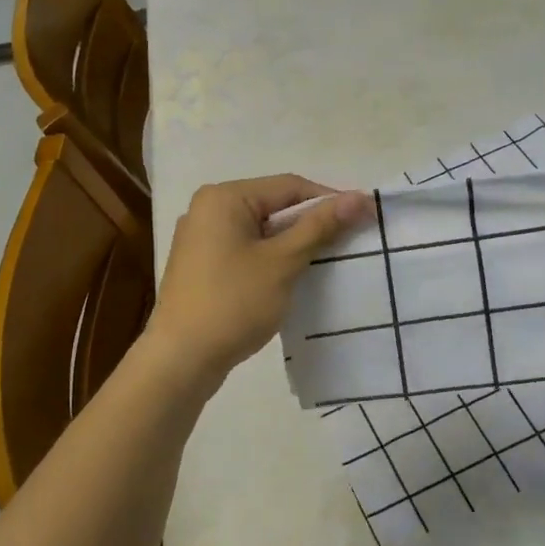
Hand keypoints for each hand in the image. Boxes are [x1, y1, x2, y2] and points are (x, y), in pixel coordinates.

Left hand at [145, 175, 369, 390]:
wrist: (181, 358)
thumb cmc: (233, 303)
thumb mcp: (283, 262)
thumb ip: (320, 227)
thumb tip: (359, 197)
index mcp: (223, 197)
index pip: (289, 186)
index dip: (329, 200)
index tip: (363, 219)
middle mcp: (206, 209)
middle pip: (272, 206)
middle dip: (310, 224)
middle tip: (347, 243)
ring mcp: (199, 239)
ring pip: (259, 231)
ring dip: (292, 244)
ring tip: (324, 262)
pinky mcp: (200, 267)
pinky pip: (244, 251)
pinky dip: (270, 259)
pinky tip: (290, 279)